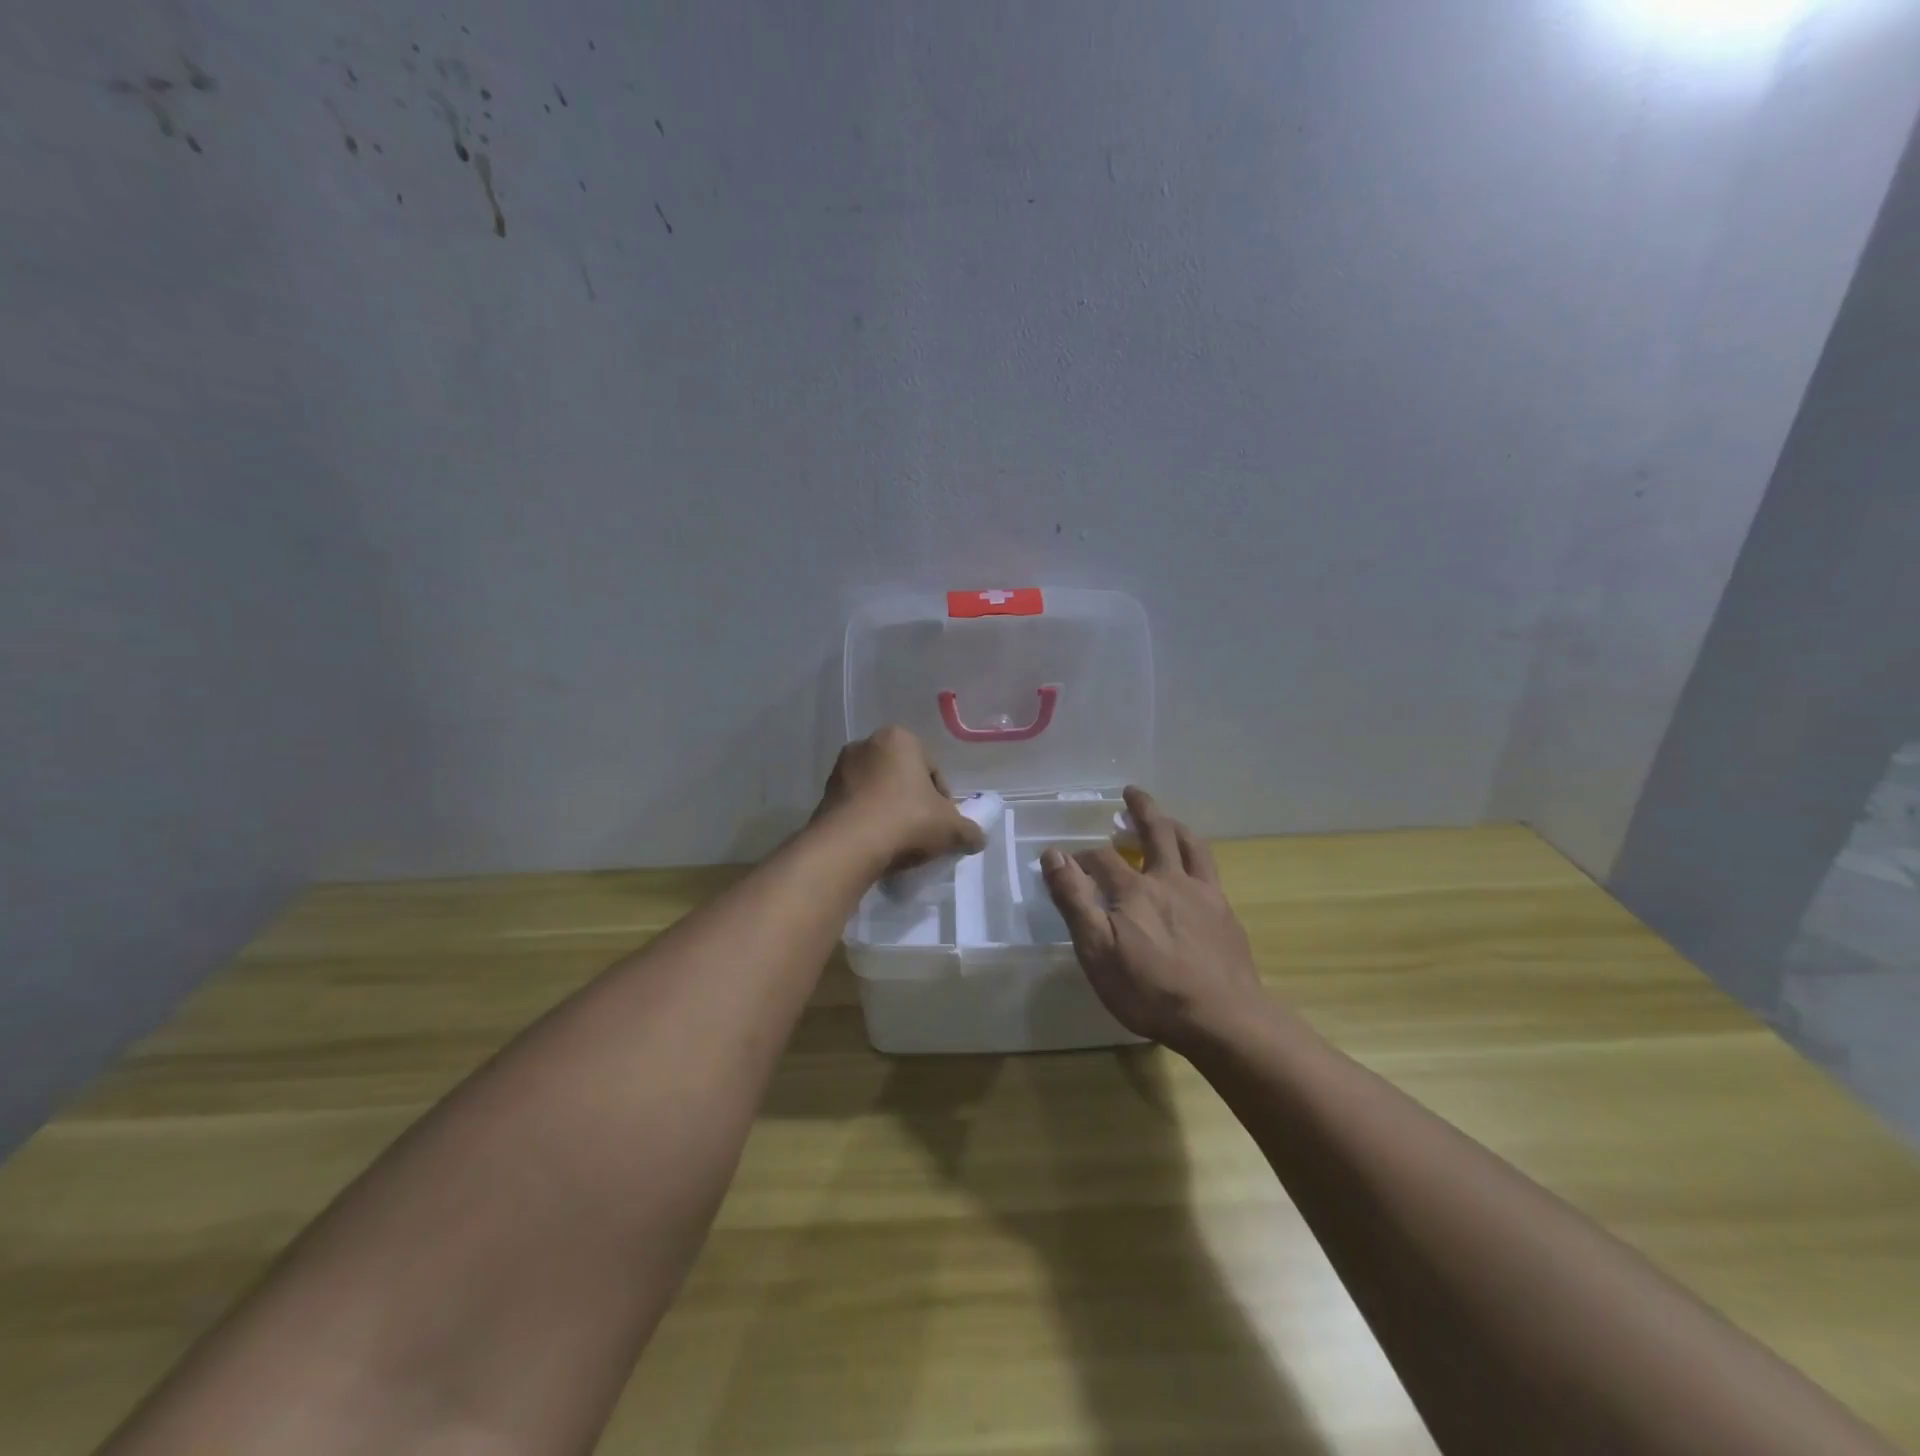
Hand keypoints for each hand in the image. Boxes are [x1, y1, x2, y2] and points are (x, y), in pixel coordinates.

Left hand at [814, 726, 987, 873]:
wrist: (847, 847)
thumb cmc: (906, 821)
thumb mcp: (950, 828)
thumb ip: (970, 831)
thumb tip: (977, 838)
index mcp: (900, 738)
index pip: (932, 770)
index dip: (942, 800)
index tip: (941, 825)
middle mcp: (866, 744)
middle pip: (902, 778)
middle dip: (913, 802)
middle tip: (922, 833)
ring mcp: (840, 769)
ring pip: (877, 792)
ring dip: (889, 812)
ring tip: (898, 843)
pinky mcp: (823, 795)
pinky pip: (856, 806)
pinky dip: (867, 821)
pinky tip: (876, 845)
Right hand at [1042, 786, 1263, 1053]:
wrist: (1222, 1018)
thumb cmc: (1150, 989)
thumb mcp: (1096, 950)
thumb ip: (1074, 900)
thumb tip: (1053, 855)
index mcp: (1134, 889)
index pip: (1101, 858)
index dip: (1082, 856)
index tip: (1067, 862)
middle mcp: (1169, 880)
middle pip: (1155, 833)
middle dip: (1141, 810)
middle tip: (1131, 792)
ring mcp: (1202, 895)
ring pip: (1190, 846)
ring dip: (1174, 826)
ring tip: (1167, 819)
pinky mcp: (1225, 914)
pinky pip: (1210, 872)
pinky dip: (1198, 857)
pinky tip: (1196, 869)